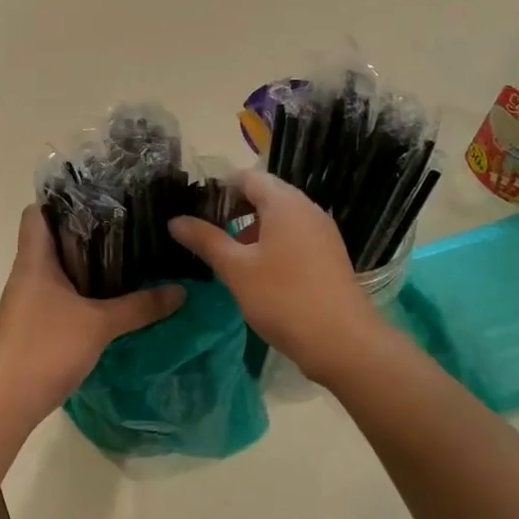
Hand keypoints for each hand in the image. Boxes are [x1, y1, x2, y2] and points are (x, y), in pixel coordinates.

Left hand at [0, 206, 184, 427]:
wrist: (6, 402)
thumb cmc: (46, 348)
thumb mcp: (100, 324)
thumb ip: (140, 306)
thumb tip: (181, 290)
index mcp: (34, 261)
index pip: (36, 213)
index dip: (61, 201)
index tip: (98, 199)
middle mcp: (26, 275)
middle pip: (50, 240)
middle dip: (84, 232)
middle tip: (124, 227)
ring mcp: (25, 302)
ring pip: (54, 270)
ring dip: (82, 264)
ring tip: (123, 259)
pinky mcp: (30, 326)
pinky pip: (55, 295)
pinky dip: (78, 291)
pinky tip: (106, 300)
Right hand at [169, 172, 384, 381]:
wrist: (343, 342)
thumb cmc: (283, 298)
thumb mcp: (236, 269)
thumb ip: (206, 240)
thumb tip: (175, 220)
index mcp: (284, 203)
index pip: (246, 177)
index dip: (218, 188)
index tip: (194, 208)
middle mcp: (307, 208)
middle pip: (265, 194)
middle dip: (233, 208)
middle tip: (205, 231)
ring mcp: (321, 232)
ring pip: (280, 217)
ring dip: (251, 228)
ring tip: (226, 253)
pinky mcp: (328, 254)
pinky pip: (294, 236)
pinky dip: (272, 243)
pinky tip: (256, 270)